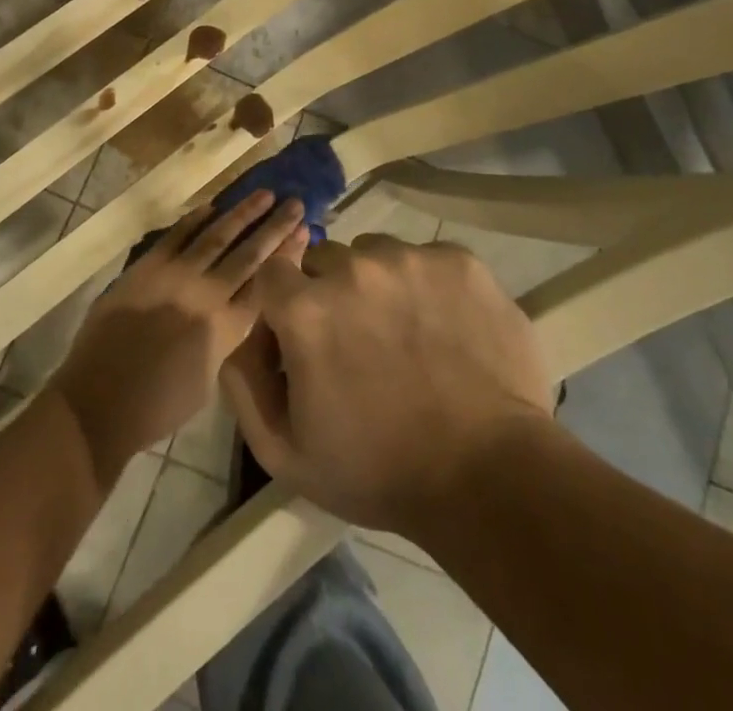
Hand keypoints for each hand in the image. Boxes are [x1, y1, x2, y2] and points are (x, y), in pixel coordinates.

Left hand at [46, 190, 307, 488]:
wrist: (100, 399)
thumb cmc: (157, 406)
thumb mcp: (208, 379)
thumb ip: (225, 338)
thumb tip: (231, 311)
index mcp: (226, 328)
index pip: (265, 283)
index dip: (286, 256)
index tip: (303, 231)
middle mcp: (207, 295)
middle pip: (249, 253)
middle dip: (274, 227)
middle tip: (294, 203)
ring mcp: (175, 276)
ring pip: (217, 235)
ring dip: (242, 213)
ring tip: (264, 193)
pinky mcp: (147, 266)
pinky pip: (177, 235)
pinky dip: (195, 219)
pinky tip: (212, 206)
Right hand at [221, 235, 559, 536]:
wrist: (490, 478)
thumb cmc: (379, 471)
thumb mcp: (284, 451)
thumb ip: (243, 383)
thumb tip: (242, 334)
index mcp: (305, 308)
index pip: (274, 272)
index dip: (285, 303)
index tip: (304, 336)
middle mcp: (353, 267)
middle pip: (325, 260)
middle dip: (330, 293)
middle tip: (358, 341)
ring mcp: (410, 259)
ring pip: (375, 254)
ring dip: (378, 284)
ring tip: (405, 334)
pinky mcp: (459, 261)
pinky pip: (425, 258)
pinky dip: (426, 285)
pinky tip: (444, 328)